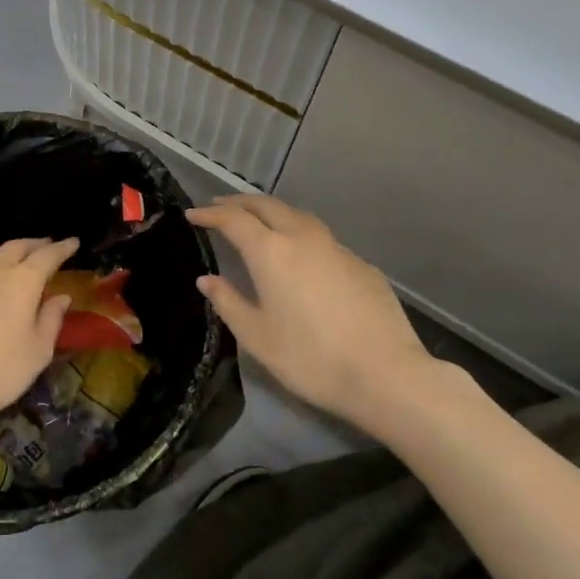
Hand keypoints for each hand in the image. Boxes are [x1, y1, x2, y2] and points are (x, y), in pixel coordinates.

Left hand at [0, 237, 79, 435]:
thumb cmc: (0, 370)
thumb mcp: (38, 350)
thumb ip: (52, 318)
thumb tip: (62, 296)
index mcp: (23, 280)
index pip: (48, 255)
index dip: (63, 248)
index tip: (74, 242)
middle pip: (17, 246)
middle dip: (35, 244)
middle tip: (47, 245)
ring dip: (8, 253)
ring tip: (16, 260)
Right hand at [187, 196, 433, 420]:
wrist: (387, 375)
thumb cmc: (311, 359)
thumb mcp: (258, 337)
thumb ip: (228, 303)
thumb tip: (207, 280)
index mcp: (271, 252)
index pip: (233, 220)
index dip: (210, 215)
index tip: (192, 215)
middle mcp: (303, 238)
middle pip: (267, 205)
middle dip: (240, 203)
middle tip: (220, 207)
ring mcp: (337, 248)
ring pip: (297, 215)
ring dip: (272, 212)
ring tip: (258, 221)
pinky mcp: (362, 265)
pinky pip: (322, 238)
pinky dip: (300, 234)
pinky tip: (301, 256)